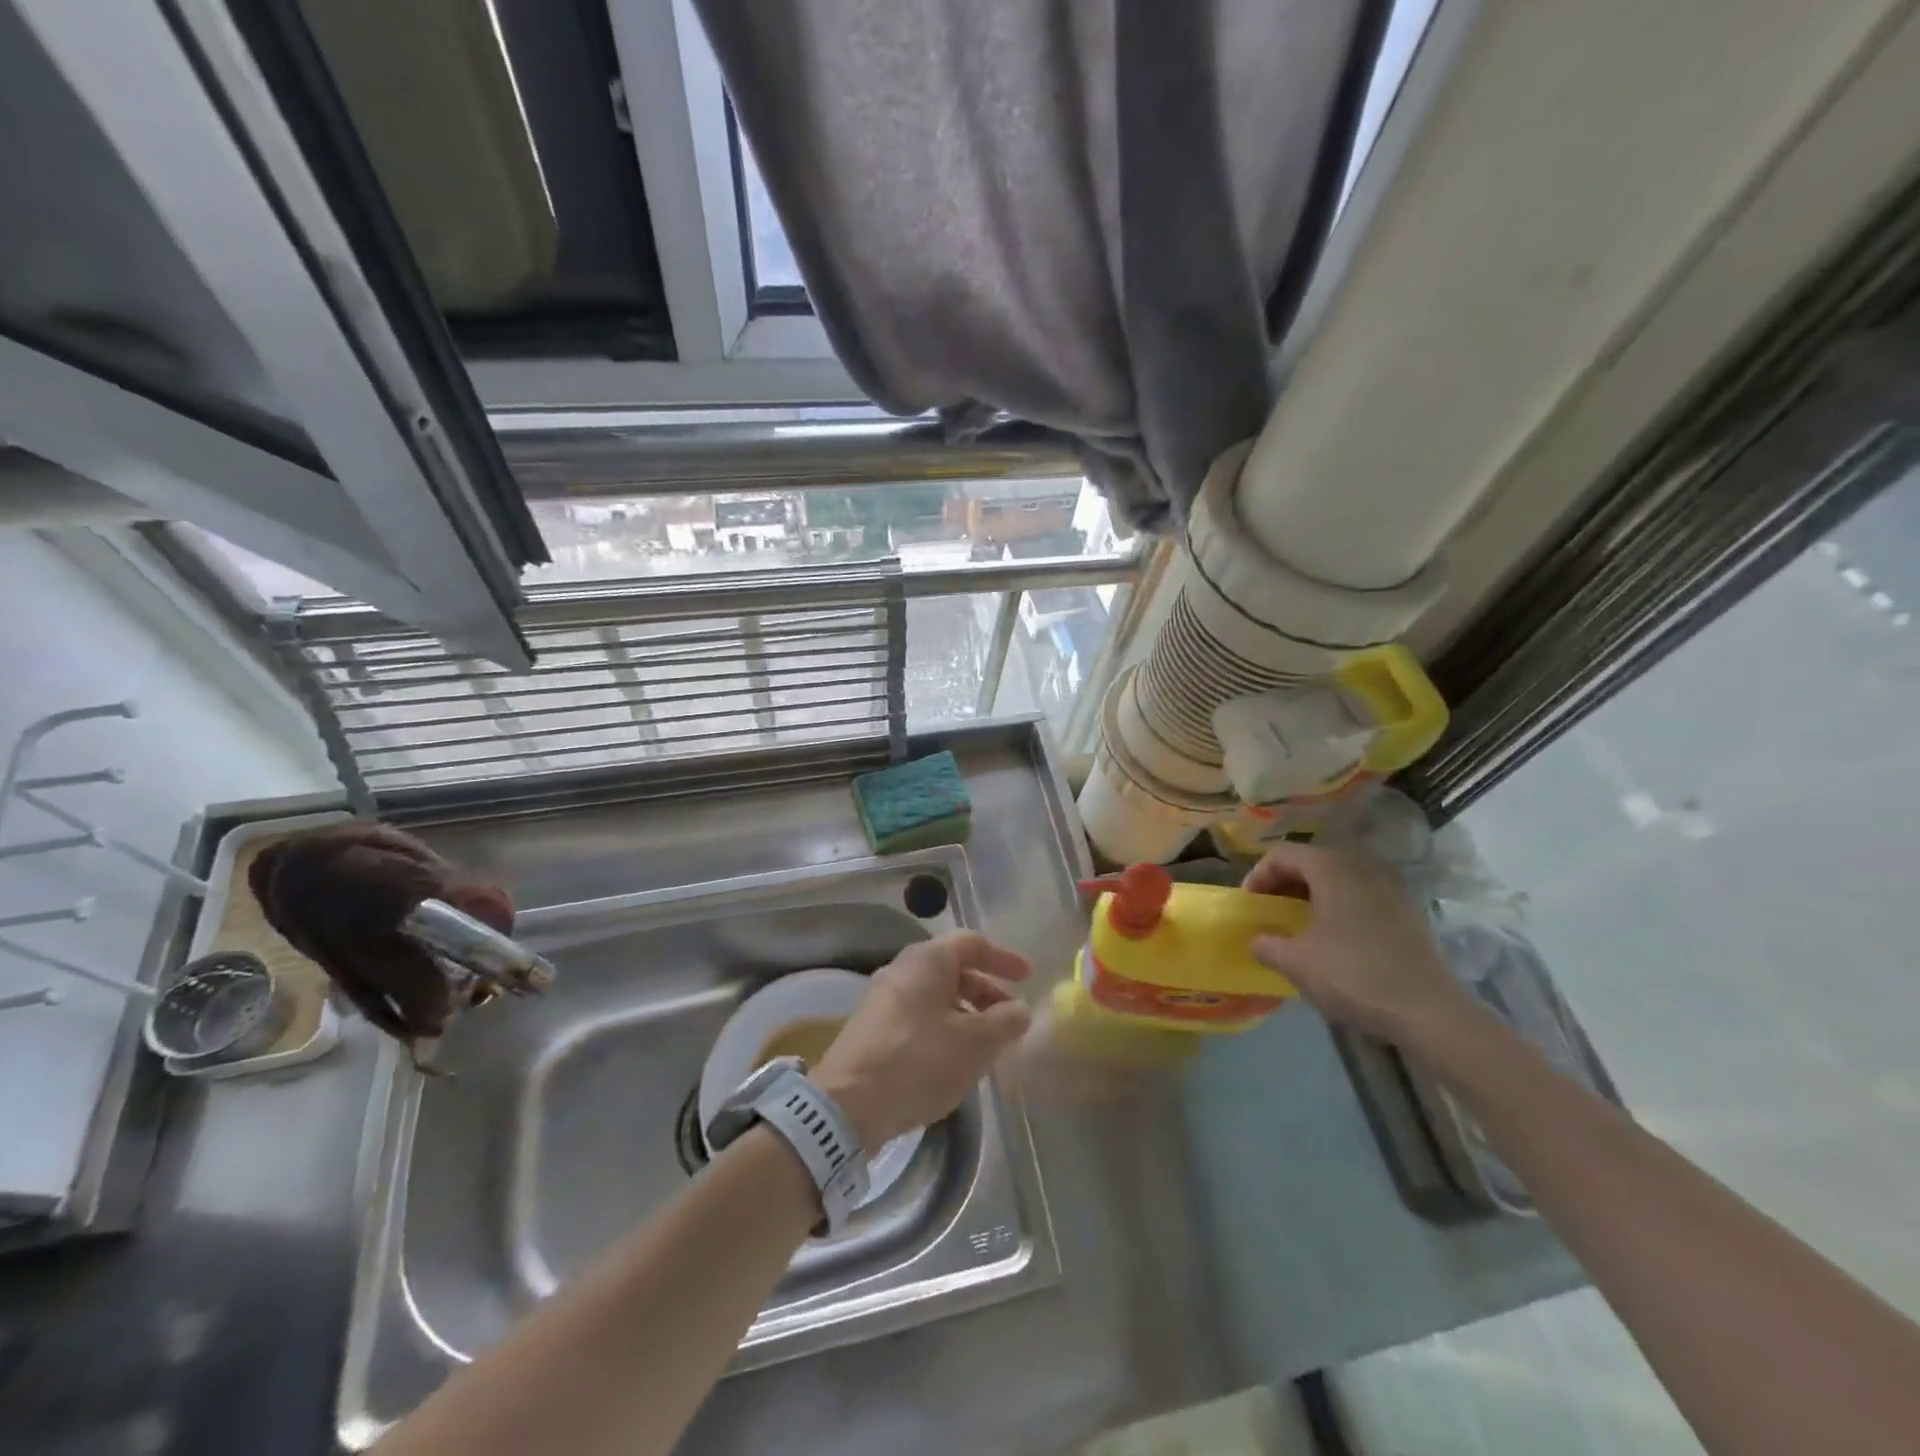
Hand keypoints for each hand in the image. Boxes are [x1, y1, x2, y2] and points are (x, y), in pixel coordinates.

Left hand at [813, 931, 1032, 1149]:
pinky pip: (921, 1017)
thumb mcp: (974, 1043)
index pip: (973, 944)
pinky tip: (956, 1061)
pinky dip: (946, 1029)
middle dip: (988, 993)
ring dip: (968, 1015)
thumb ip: (1004, 1022)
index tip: (1029, 977)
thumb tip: (1019, 1010)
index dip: (1004, 958)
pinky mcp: (874, 1029)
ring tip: (989, 1046)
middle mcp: (903, 969)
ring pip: (937, 996)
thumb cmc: (919, 1061)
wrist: (848, 1105)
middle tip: (1012, 1020)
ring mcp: (884, 999)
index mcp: (927, 960)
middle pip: (955, 970)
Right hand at [1242, 842, 1483, 1050]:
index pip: (1282, 855)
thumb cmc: (1354, 976)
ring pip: (1338, 877)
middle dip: (1284, 883)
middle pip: (1311, 861)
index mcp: (1331, 868)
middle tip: (1269, 911)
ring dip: (1311, 894)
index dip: (1258, 876)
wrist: (1429, 1011)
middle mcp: (1361, 866)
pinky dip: (1338, 905)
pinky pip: (1360, 893)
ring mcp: (1390, 886)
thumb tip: (1257, 940)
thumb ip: (1266, 945)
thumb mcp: (1296, 963)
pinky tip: (1333, 937)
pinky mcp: (1407, 910)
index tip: (1250, 905)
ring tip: (1298, 923)